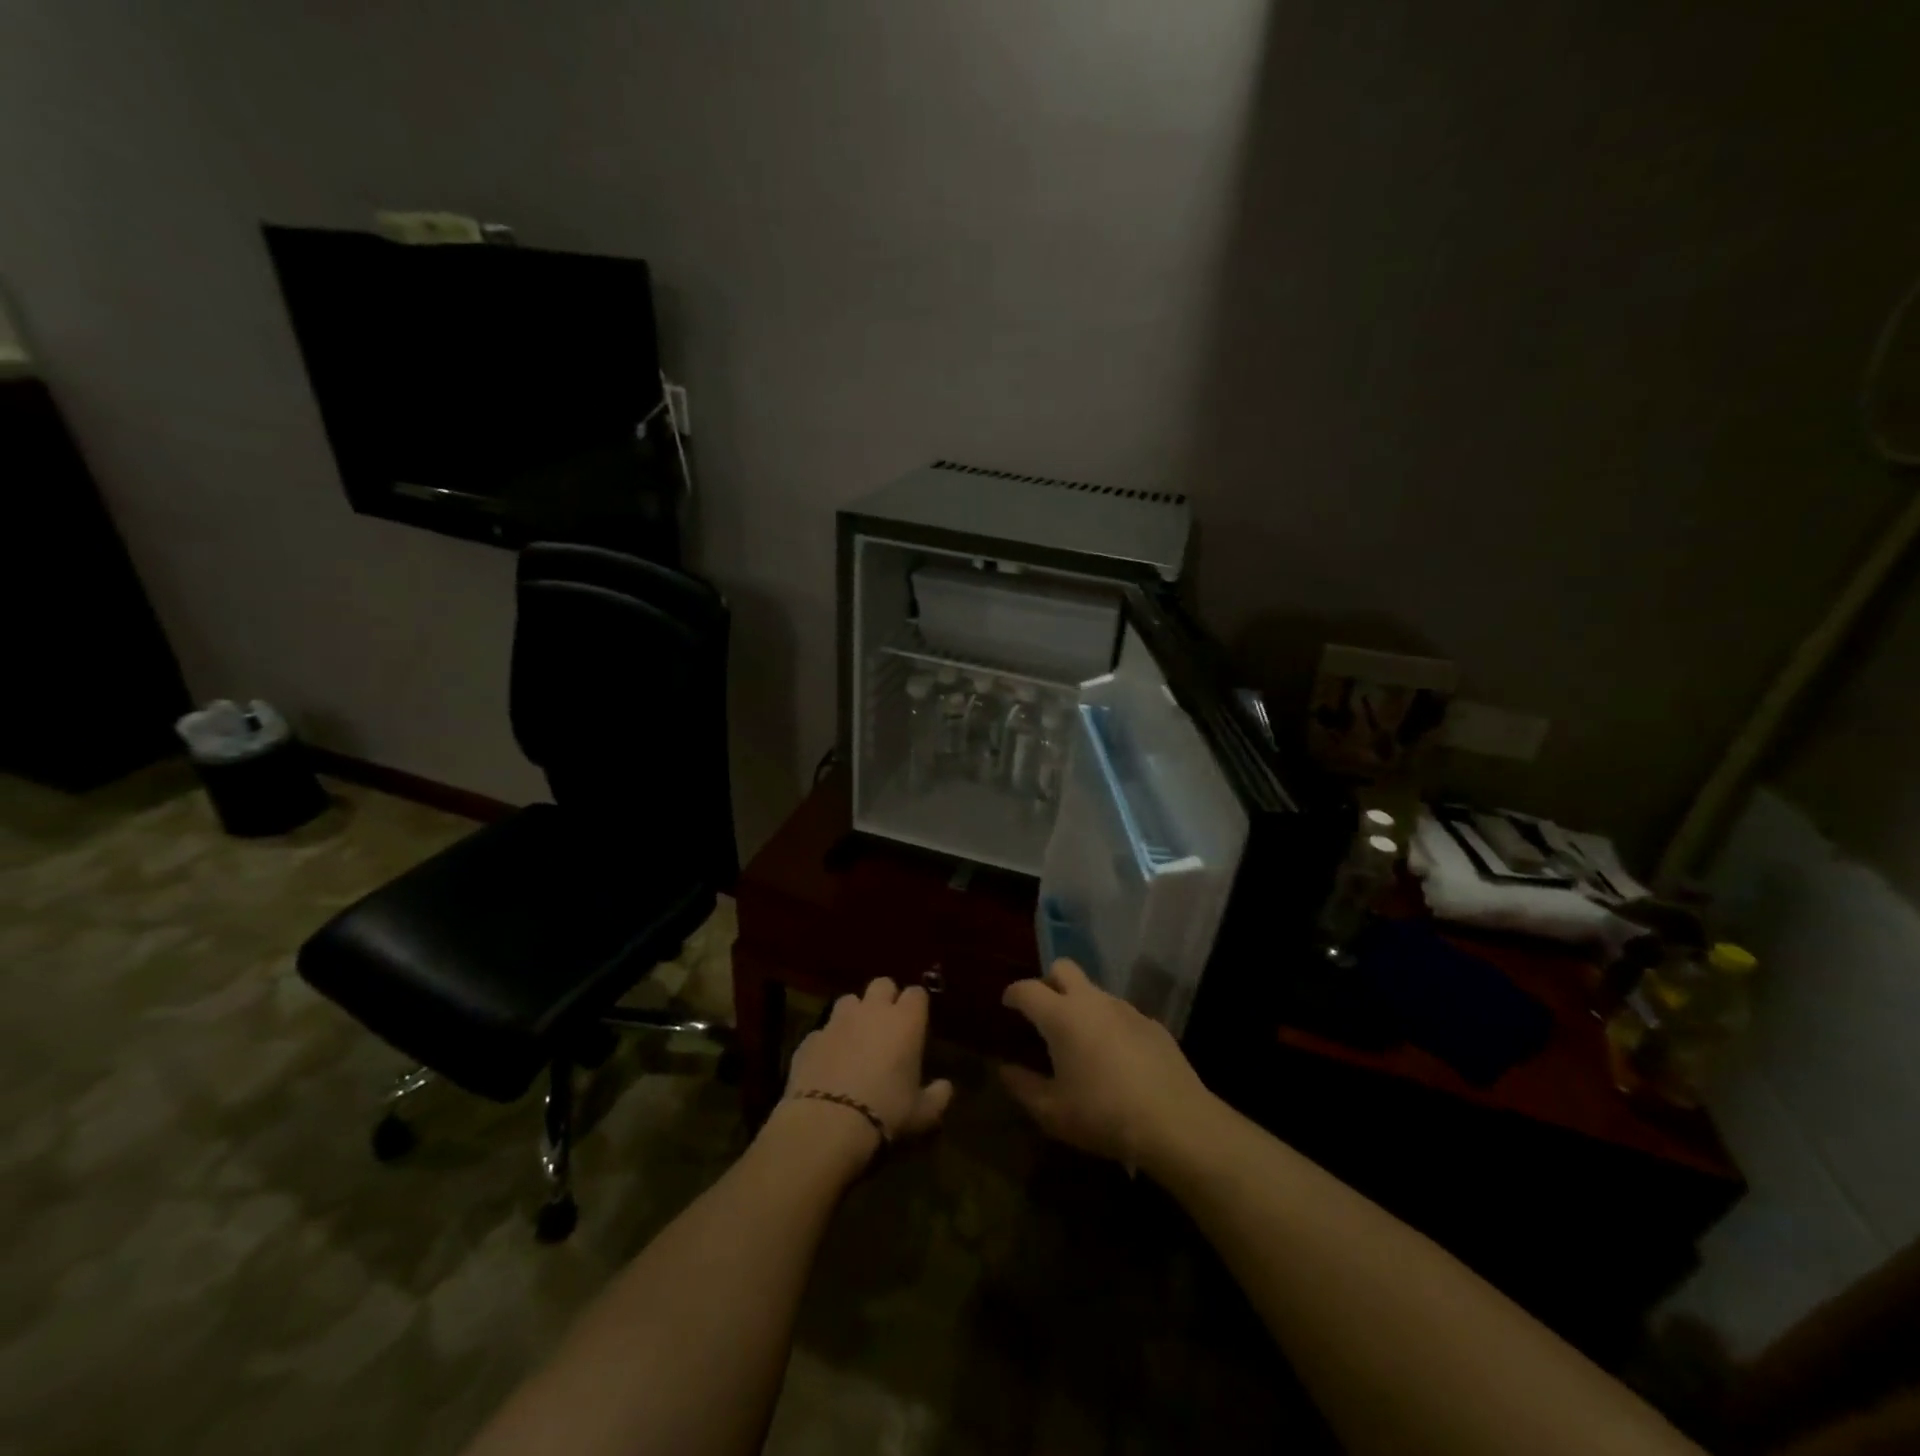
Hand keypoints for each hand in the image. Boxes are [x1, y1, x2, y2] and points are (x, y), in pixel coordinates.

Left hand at [779, 978, 953, 1158]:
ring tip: (856, 1039)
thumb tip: (946, 1088)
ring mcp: (837, 1021)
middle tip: (888, 1024)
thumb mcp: (922, 1114)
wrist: (827, 1123)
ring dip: (855, 1014)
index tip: (917, 1022)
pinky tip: (829, 1064)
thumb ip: (937, 1096)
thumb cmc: (886, 1113)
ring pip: (849, 1000)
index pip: (917, 994)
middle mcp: (872, 1010)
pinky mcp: (810, 1038)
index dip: (917, 1005)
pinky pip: (823, 1030)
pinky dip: (828, 1041)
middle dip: (886, 998)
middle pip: (882, 984)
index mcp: (906, 1021)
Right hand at [999, 960, 1218, 1170]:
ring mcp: (1126, 1009)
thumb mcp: (1053, 1112)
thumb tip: (1005, 1070)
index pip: (1028, 989)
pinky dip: (1109, 1025)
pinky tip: (1115, 1058)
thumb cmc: (1103, 1115)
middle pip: (1063, 968)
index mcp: (1062, 1016)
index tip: (1008, 1003)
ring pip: (1094, 991)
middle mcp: (1092, 1002)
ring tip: (1080, 1041)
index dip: (1013, 993)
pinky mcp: (1152, 1024)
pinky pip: (1121, 1014)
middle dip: (1048, 981)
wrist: (1176, 1122)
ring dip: (1081, 1005)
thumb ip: (1023, 1087)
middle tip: (1043, 1010)